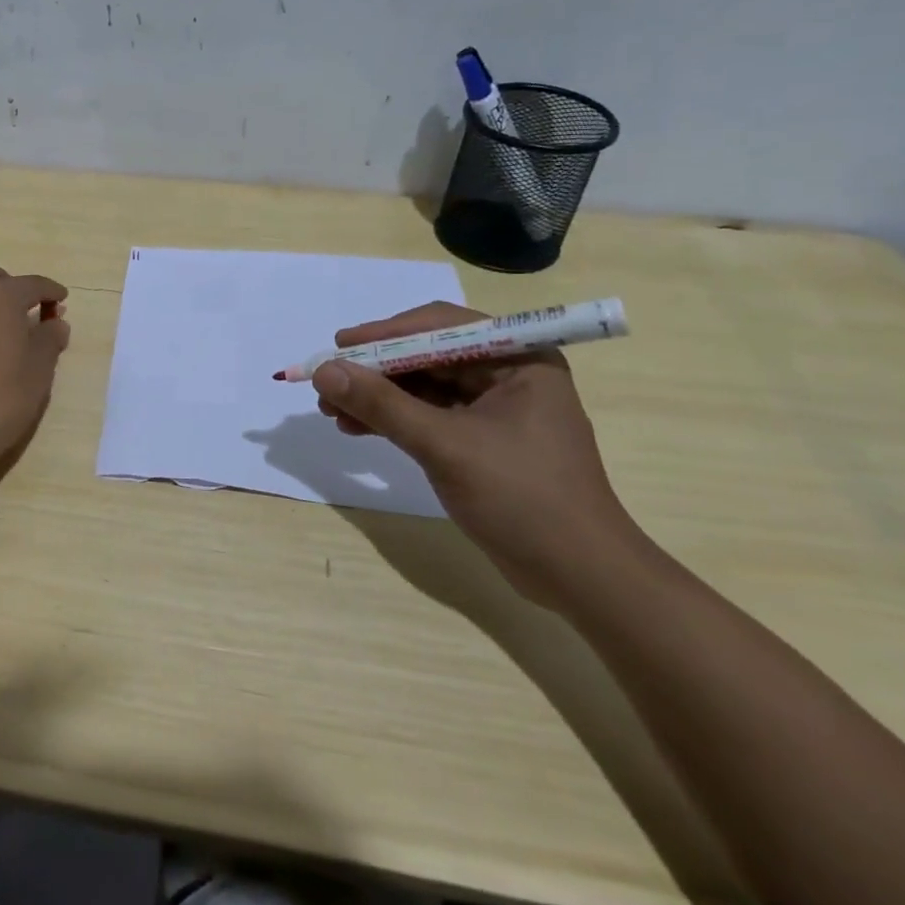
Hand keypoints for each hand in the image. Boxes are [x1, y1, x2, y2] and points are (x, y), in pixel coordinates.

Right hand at [312, 301, 647, 606]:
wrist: (580, 578)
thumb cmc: (523, 499)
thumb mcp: (445, 446)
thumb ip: (382, 405)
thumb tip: (324, 371)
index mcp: (519, 359)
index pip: (441, 326)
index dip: (386, 333)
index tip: (339, 345)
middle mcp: (508, 374)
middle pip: (427, 355)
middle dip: (375, 370)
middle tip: (328, 383)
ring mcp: (495, 409)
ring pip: (423, 387)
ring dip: (377, 396)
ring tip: (331, 411)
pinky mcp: (482, 441)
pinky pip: (428, 415)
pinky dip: (392, 420)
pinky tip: (356, 429)